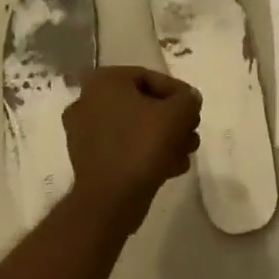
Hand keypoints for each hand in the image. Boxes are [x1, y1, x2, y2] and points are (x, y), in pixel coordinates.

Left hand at [63, 67, 201, 231]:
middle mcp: (88, 101)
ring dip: (163, 138)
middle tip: (192, 132)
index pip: (149, 77)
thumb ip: (188, 99)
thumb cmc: (142, 145)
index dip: (178, 93)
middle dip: (172, 120)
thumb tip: (189, 99)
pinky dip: (146, 153)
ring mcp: (84, 132)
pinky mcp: (88, 160)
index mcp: (104, 81)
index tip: (195, 109)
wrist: (110, 201)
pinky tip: (171, 167)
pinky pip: (123, 147)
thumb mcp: (177, 114)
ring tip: (186, 153)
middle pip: (142, 104)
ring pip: (134, 128)